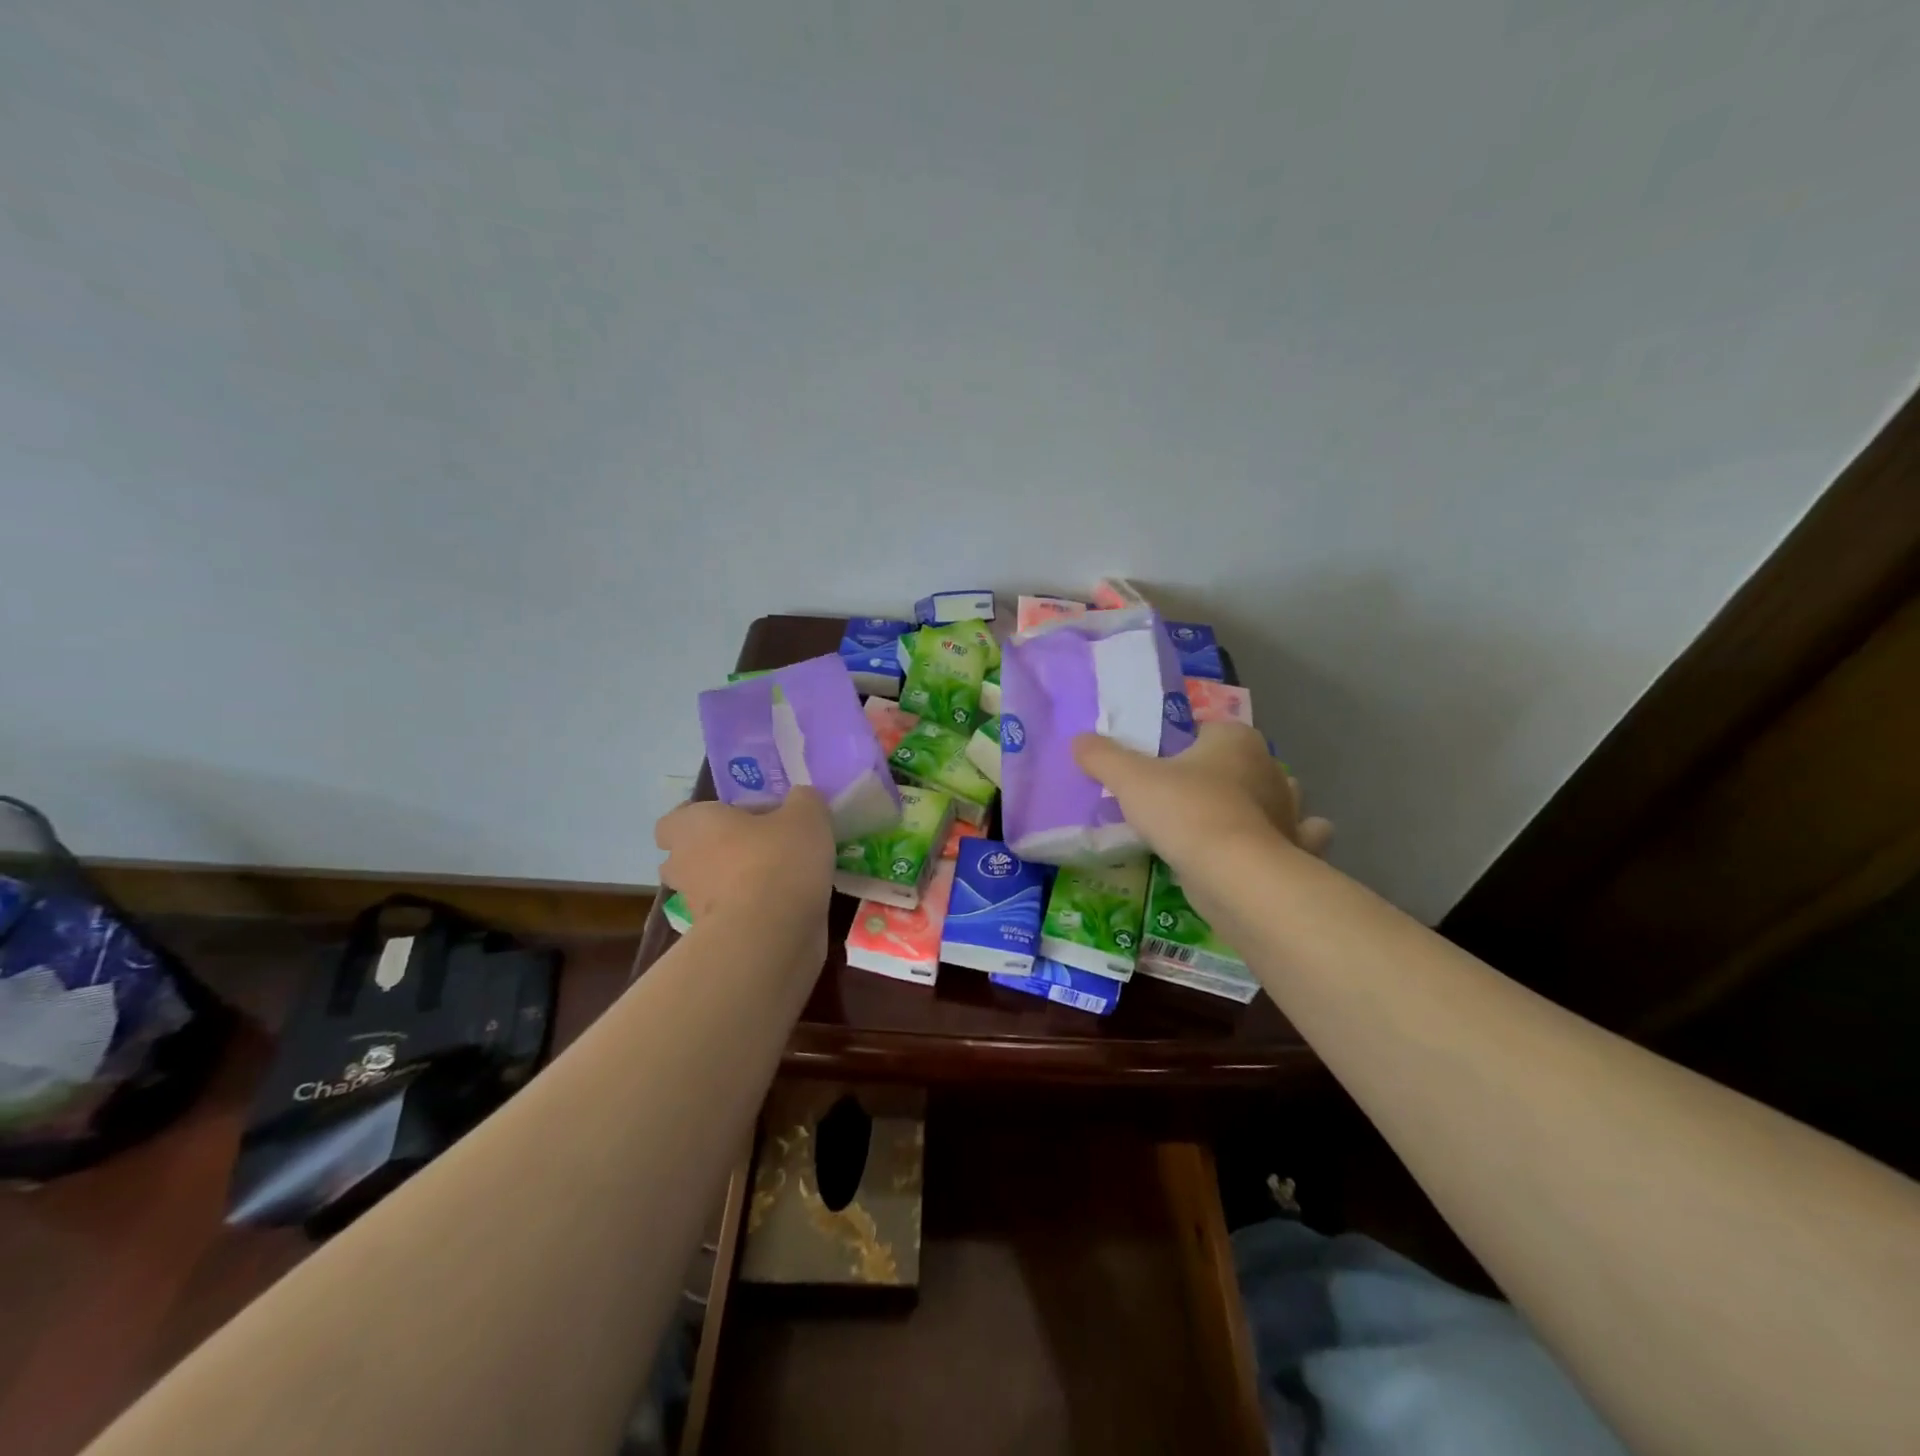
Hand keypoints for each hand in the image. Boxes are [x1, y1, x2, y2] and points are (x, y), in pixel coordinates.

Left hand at [654, 789, 835, 925]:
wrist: (771, 934)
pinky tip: (785, 907)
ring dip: (733, 884)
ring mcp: (693, 907)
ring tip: (777, 878)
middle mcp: (683, 864)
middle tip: (756, 847)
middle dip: (715, 853)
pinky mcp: (713, 939)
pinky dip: (750, 912)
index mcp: (694, 825)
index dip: (701, 818)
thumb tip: (800, 800)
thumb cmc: (778, 859)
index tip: (735, 819)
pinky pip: (730, 916)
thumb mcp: (806, 815)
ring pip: (708, 888)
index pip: (674, 820)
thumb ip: (802, 800)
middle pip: (688, 856)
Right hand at [1072, 723, 1332, 874]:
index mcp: (1235, 739)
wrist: (1234, 874)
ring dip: (1259, 804)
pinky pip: (1298, 837)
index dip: (1184, 743)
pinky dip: (1290, 838)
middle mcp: (1269, 768)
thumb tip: (1078, 740)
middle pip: (1240, 763)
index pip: (1208, 728)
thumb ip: (1102, 757)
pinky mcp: (1296, 849)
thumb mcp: (1130, 780)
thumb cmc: (1184, 811)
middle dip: (1221, 774)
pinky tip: (1267, 846)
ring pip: (1276, 797)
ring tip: (1224, 820)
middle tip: (1182, 797)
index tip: (1160, 765)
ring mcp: (1289, 809)